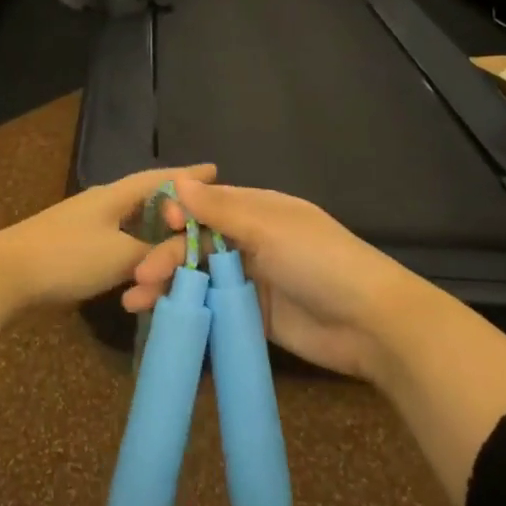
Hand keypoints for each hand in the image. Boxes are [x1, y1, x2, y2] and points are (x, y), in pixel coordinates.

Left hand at [0, 165, 215, 309]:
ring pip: (132, 224)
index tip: (215, 171)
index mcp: (115, 195)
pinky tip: (140, 266)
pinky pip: (117, 242)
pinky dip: (135, 252)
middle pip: (148, 199)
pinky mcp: (74, 246)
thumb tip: (177, 251)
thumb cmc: (66, 257)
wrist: (5, 274)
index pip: (160, 179)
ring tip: (176, 245)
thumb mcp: (120, 256)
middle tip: (202, 215)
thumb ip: (154, 253)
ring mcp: (86, 223)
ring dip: (155, 235)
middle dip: (176, 206)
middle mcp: (103, 203)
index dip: (188, 176)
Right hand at [123, 176, 418, 379]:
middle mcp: (253, 242)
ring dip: (169, 285)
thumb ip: (220, 210)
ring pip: (201, 277)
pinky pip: (213, 309)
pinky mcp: (254, 317)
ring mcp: (253, 281)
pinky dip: (188, 311)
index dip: (180, 214)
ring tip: (135, 302)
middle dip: (167, 256)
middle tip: (140, 277)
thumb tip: (178, 181)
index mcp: (259, 211)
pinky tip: (162, 319)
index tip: (158, 225)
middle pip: (199, 244)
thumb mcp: (269, 228)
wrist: (370, 324)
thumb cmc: (319, 261)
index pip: (209, 205)